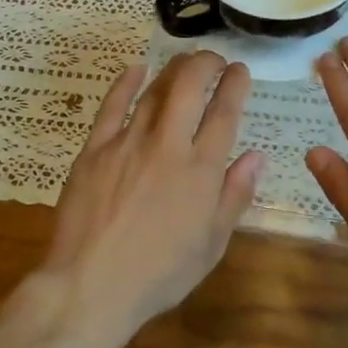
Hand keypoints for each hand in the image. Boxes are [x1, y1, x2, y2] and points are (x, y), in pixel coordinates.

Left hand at [43, 51, 263, 343]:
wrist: (91, 287)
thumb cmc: (159, 274)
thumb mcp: (212, 244)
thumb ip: (235, 195)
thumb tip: (256, 156)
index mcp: (201, 170)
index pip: (225, 112)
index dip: (235, 85)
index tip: (240, 71)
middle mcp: (168, 145)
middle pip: (190, 86)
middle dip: (206, 63)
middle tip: (214, 60)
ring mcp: (128, 143)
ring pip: (155, 90)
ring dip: (174, 70)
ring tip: (184, 62)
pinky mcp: (95, 149)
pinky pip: (112, 105)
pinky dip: (126, 83)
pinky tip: (136, 69)